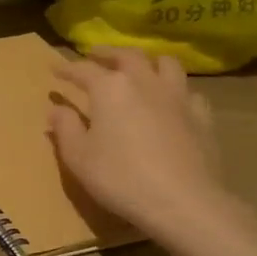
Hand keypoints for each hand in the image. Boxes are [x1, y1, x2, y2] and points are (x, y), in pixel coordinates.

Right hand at [48, 47, 247, 250]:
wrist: (183, 202)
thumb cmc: (120, 177)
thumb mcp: (78, 157)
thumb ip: (65, 128)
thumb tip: (56, 109)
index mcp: (110, 88)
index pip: (83, 69)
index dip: (67, 68)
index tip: (54, 69)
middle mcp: (144, 82)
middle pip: (127, 55)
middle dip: (108, 53)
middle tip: (96, 56)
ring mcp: (177, 97)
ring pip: (166, 64)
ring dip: (148, 62)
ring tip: (139, 69)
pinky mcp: (202, 116)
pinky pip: (189, 92)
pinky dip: (176, 91)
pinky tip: (172, 103)